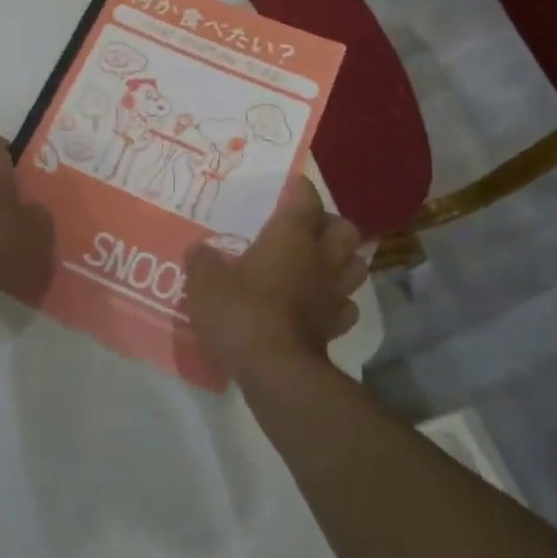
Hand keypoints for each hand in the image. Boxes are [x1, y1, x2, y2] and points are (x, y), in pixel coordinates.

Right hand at [183, 177, 366, 381]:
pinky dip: (338, 302)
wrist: (275, 370)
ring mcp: (333, 293)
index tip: (289, 187)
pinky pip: (346, 306)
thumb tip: (200, 250)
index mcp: (291, 236)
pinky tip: (320, 305)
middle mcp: (320, 258)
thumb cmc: (241, 312)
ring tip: (320, 264)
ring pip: (356, 265)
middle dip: (330, 225)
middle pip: (345, 229)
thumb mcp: (205, 283)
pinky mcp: (336, 326)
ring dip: (343, 261)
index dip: (299, 189)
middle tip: (307, 230)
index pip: (305, 199)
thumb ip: (203, 261)